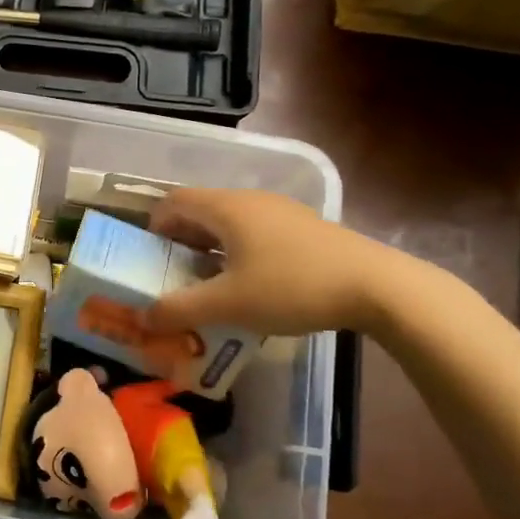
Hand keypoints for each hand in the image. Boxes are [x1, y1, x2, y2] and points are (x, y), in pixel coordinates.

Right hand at [145, 187, 406, 336]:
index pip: (174, 200)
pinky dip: (237, 252)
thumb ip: (180, 309)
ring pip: (229, 223)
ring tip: (206, 284)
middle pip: (201, 210)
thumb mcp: (229, 304)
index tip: (147, 256)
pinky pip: (254, 232)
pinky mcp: (303, 229)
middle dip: (179, 240)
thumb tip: (143, 317)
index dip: (153, 224)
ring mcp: (280, 212)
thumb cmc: (292, 287)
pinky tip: (248, 285)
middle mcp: (250, 200)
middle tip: (171, 275)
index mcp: (226, 208)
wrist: (376, 286)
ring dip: (209, 248)